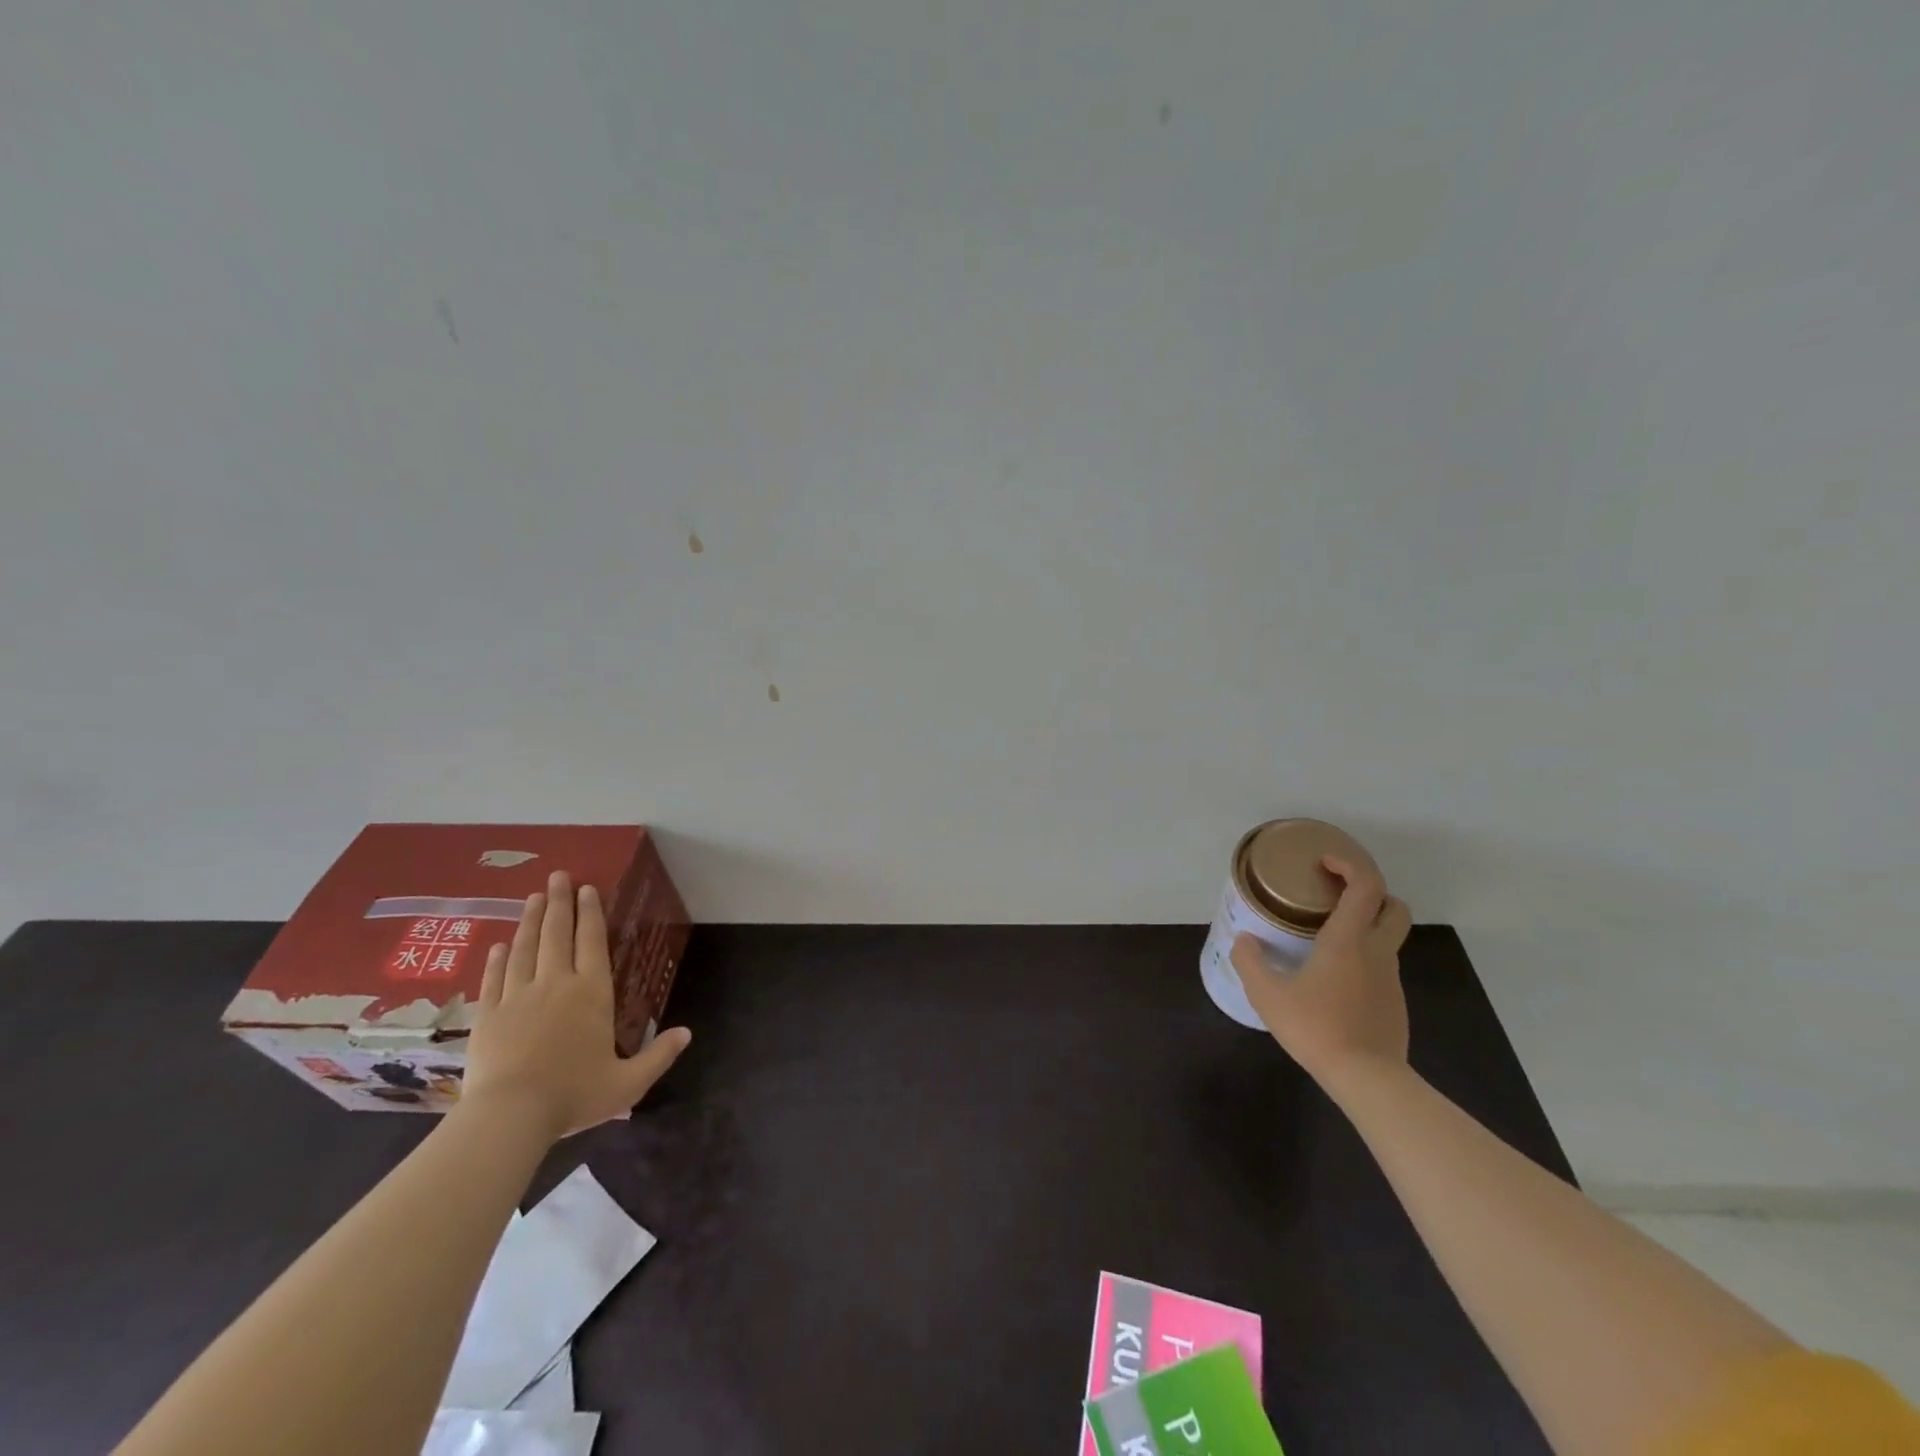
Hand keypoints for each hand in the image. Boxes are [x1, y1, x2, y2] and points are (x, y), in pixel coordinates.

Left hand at [462, 871, 690, 1138]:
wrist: (509, 1116)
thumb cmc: (573, 1095)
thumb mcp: (628, 1083)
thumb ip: (659, 1056)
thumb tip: (687, 1033)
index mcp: (592, 994)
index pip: (592, 942)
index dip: (591, 913)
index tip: (587, 889)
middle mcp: (556, 984)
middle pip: (557, 934)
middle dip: (559, 902)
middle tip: (558, 877)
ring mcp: (518, 997)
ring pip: (525, 948)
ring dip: (530, 920)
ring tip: (533, 897)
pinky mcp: (488, 1015)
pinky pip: (495, 977)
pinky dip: (499, 958)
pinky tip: (500, 944)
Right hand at [1230, 856, 1411, 1089]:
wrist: (1367, 1079)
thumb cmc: (1316, 1028)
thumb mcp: (1268, 995)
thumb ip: (1251, 962)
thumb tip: (1244, 940)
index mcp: (1348, 940)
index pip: (1366, 885)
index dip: (1350, 865)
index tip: (1325, 863)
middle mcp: (1376, 951)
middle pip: (1393, 907)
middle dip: (1371, 893)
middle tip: (1336, 896)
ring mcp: (1390, 979)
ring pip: (1387, 938)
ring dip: (1365, 927)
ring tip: (1326, 940)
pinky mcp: (1394, 1003)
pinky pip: (1381, 967)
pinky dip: (1363, 959)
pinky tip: (1334, 980)